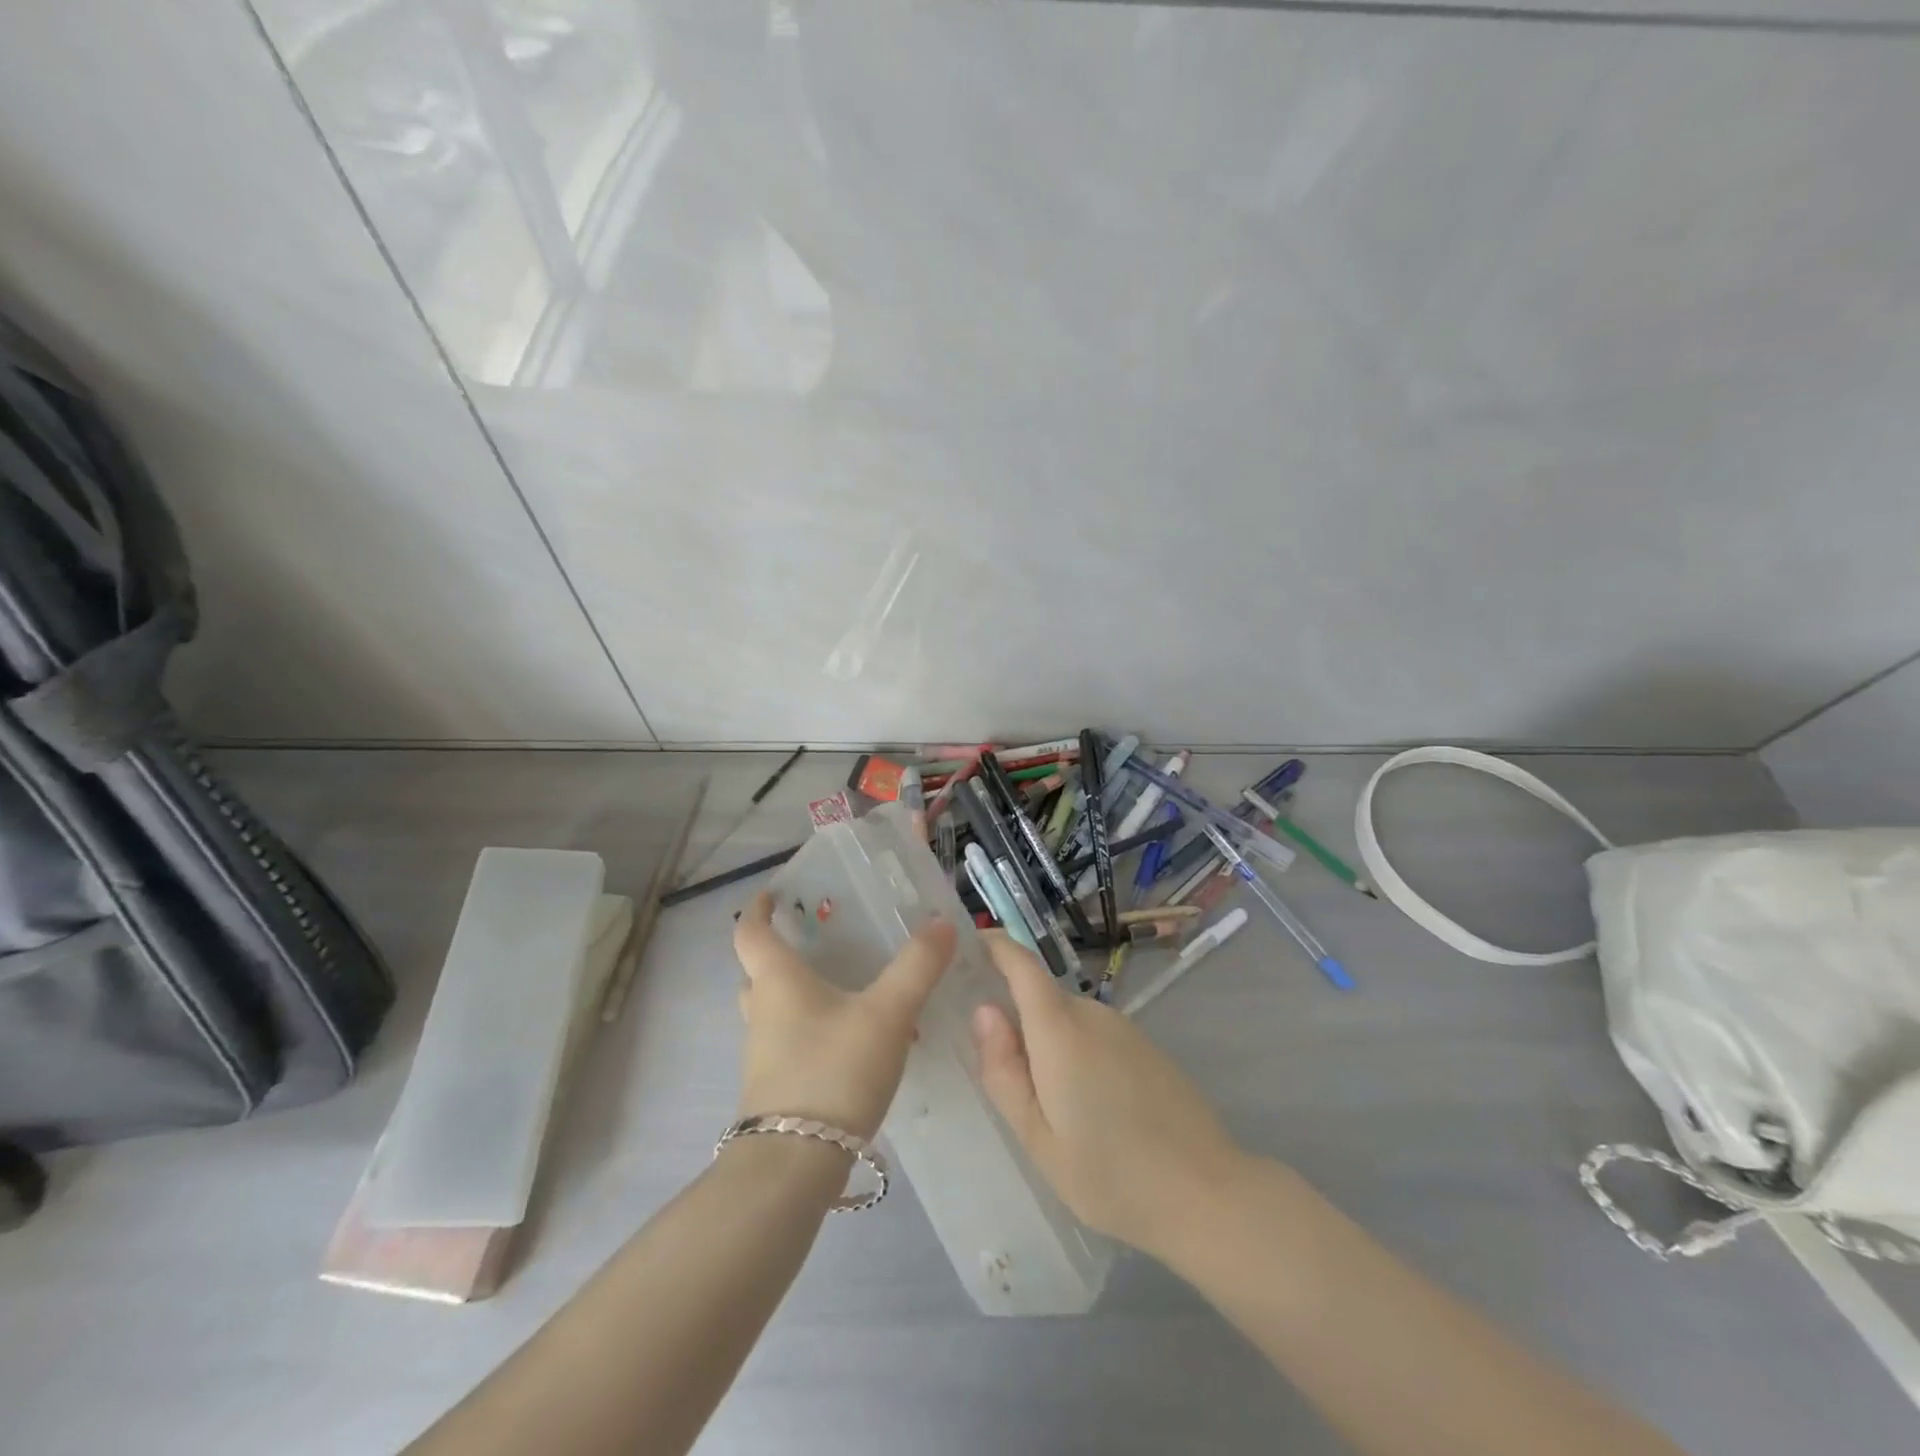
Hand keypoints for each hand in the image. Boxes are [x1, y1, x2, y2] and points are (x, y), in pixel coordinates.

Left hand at [732, 892, 955, 1140]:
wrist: (795, 1165)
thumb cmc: (834, 1071)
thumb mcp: (887, 1013)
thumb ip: (917, 967)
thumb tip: (943, 923)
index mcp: (777, 981)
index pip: (750, 932)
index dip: (759, 909)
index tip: (773, 893)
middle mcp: (761, 1012)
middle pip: (759, 972)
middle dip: (781, 953)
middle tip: (817, 940)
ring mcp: (763, 1055)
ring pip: (773, 1010)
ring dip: (797, 994)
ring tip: (841, 987)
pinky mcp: (776, 1089)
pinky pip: (789, 1043)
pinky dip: (811, 1030)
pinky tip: (850, 1040)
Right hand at [971, 932, 1243, 1259]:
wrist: (1206, 1195)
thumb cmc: (1110, 1174)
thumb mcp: (1038, 1138)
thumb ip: (1003, 1071)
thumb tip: (983, 1011)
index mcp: (1060, 1029)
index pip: (1021, 965)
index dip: (996, 946)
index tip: (970, 944)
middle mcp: (1093, 1014)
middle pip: (1042, 999)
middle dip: (1017, 1020)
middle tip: (1000, 1074)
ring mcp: (1125, 1029)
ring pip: (1069, 1021)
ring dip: (1050, 1045)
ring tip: (1048, 1105)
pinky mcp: (1147, 1048)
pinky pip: (1096, 1037)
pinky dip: (1078, 1055)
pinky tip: (1090, 1108)